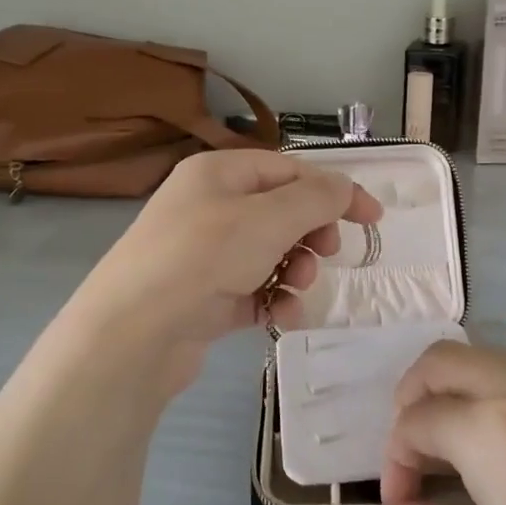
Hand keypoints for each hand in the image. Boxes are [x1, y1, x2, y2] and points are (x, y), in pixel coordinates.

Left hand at [71, 150, 382, 392]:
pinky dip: (273, 301)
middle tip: (326, 253)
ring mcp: (204, 254)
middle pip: (282, 212)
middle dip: (311, 234)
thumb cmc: (203, 258)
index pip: (290, 170)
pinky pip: (254, 289)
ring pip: (271, 253)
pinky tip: (281, 318)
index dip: (335, 191)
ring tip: (295, 288)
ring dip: (295, 270)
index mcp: (219, 173)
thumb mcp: (268, 218)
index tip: (374, 219)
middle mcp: (209, 207)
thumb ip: (316, 199)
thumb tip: (346, 186)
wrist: (132, 333)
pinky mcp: (204, 296)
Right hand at [360, 341, 505, 504]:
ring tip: (453, 448)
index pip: (414, 424)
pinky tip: (503, 449)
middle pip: (440, 362)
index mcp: (485, 426)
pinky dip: (489, 392)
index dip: (395, 466)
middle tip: (414, 454)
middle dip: (410, 399)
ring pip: (482, 358)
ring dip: (450, 388)